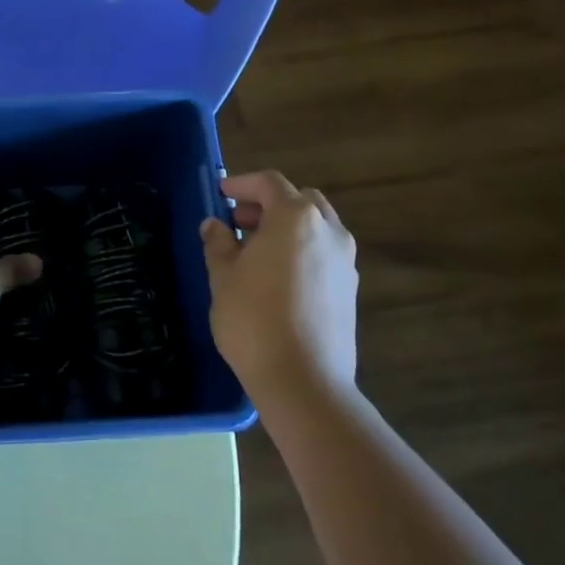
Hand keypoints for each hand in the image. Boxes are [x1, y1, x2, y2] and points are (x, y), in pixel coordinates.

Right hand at [200, 170, 358, 402]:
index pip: (269, 183)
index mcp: (296, 218)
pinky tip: (278, 277)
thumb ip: (218, 244)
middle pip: (300, 200)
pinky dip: (302, 251)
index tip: (221, 194)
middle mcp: (328, 231)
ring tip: (256, 251)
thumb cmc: (254, 319)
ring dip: (288, 228)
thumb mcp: (223, 277)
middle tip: (239, 223)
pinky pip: (324, 254)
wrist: (304, 381)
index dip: (242, 183)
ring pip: (317, 227)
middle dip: (269, 204)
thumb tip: (214, 226)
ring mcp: (346, 261)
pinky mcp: (350, 290)